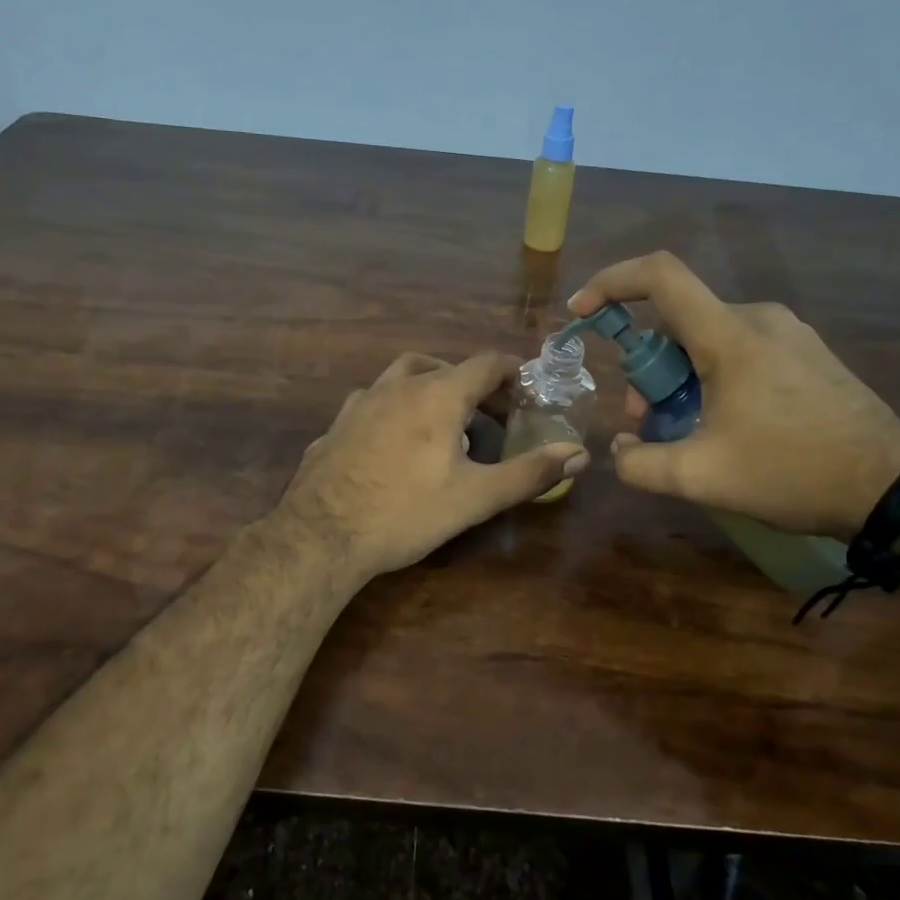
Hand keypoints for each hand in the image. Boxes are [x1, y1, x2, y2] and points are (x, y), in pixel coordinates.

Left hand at [277, 352, 589, 581]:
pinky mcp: (336, 425)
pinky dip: (395, 409)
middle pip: (443, 366)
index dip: (512, 372)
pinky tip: (395, 443)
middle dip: (473, 384)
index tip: (528, 390)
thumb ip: (529, 473)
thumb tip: (579, 453)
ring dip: (430, 388)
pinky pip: (374, 403)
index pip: (485, 364)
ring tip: (443, 422)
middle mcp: (397, 386)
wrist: (321, 535)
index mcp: (437, 395)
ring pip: (402, 377)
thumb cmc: (406, 512)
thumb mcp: (476, 497)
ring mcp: (360, 403)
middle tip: (491, 414)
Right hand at [568, 252, 899, 538]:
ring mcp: (789, 334)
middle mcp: (759, 318)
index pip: (660, 276)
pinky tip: (723, 423)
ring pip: (707, 337)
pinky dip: (712, 376)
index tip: (581, 310)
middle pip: (678, 321)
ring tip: (684, 429)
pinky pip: (739, 348)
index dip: (611, 281)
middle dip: (646, 367)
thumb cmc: (791, 473)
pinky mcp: (807, 353)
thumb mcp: (701, 477)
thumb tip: (618, 451)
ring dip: (679, 376)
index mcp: (730, 335)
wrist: (891, 489)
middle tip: (643, 419)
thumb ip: (640, 464)